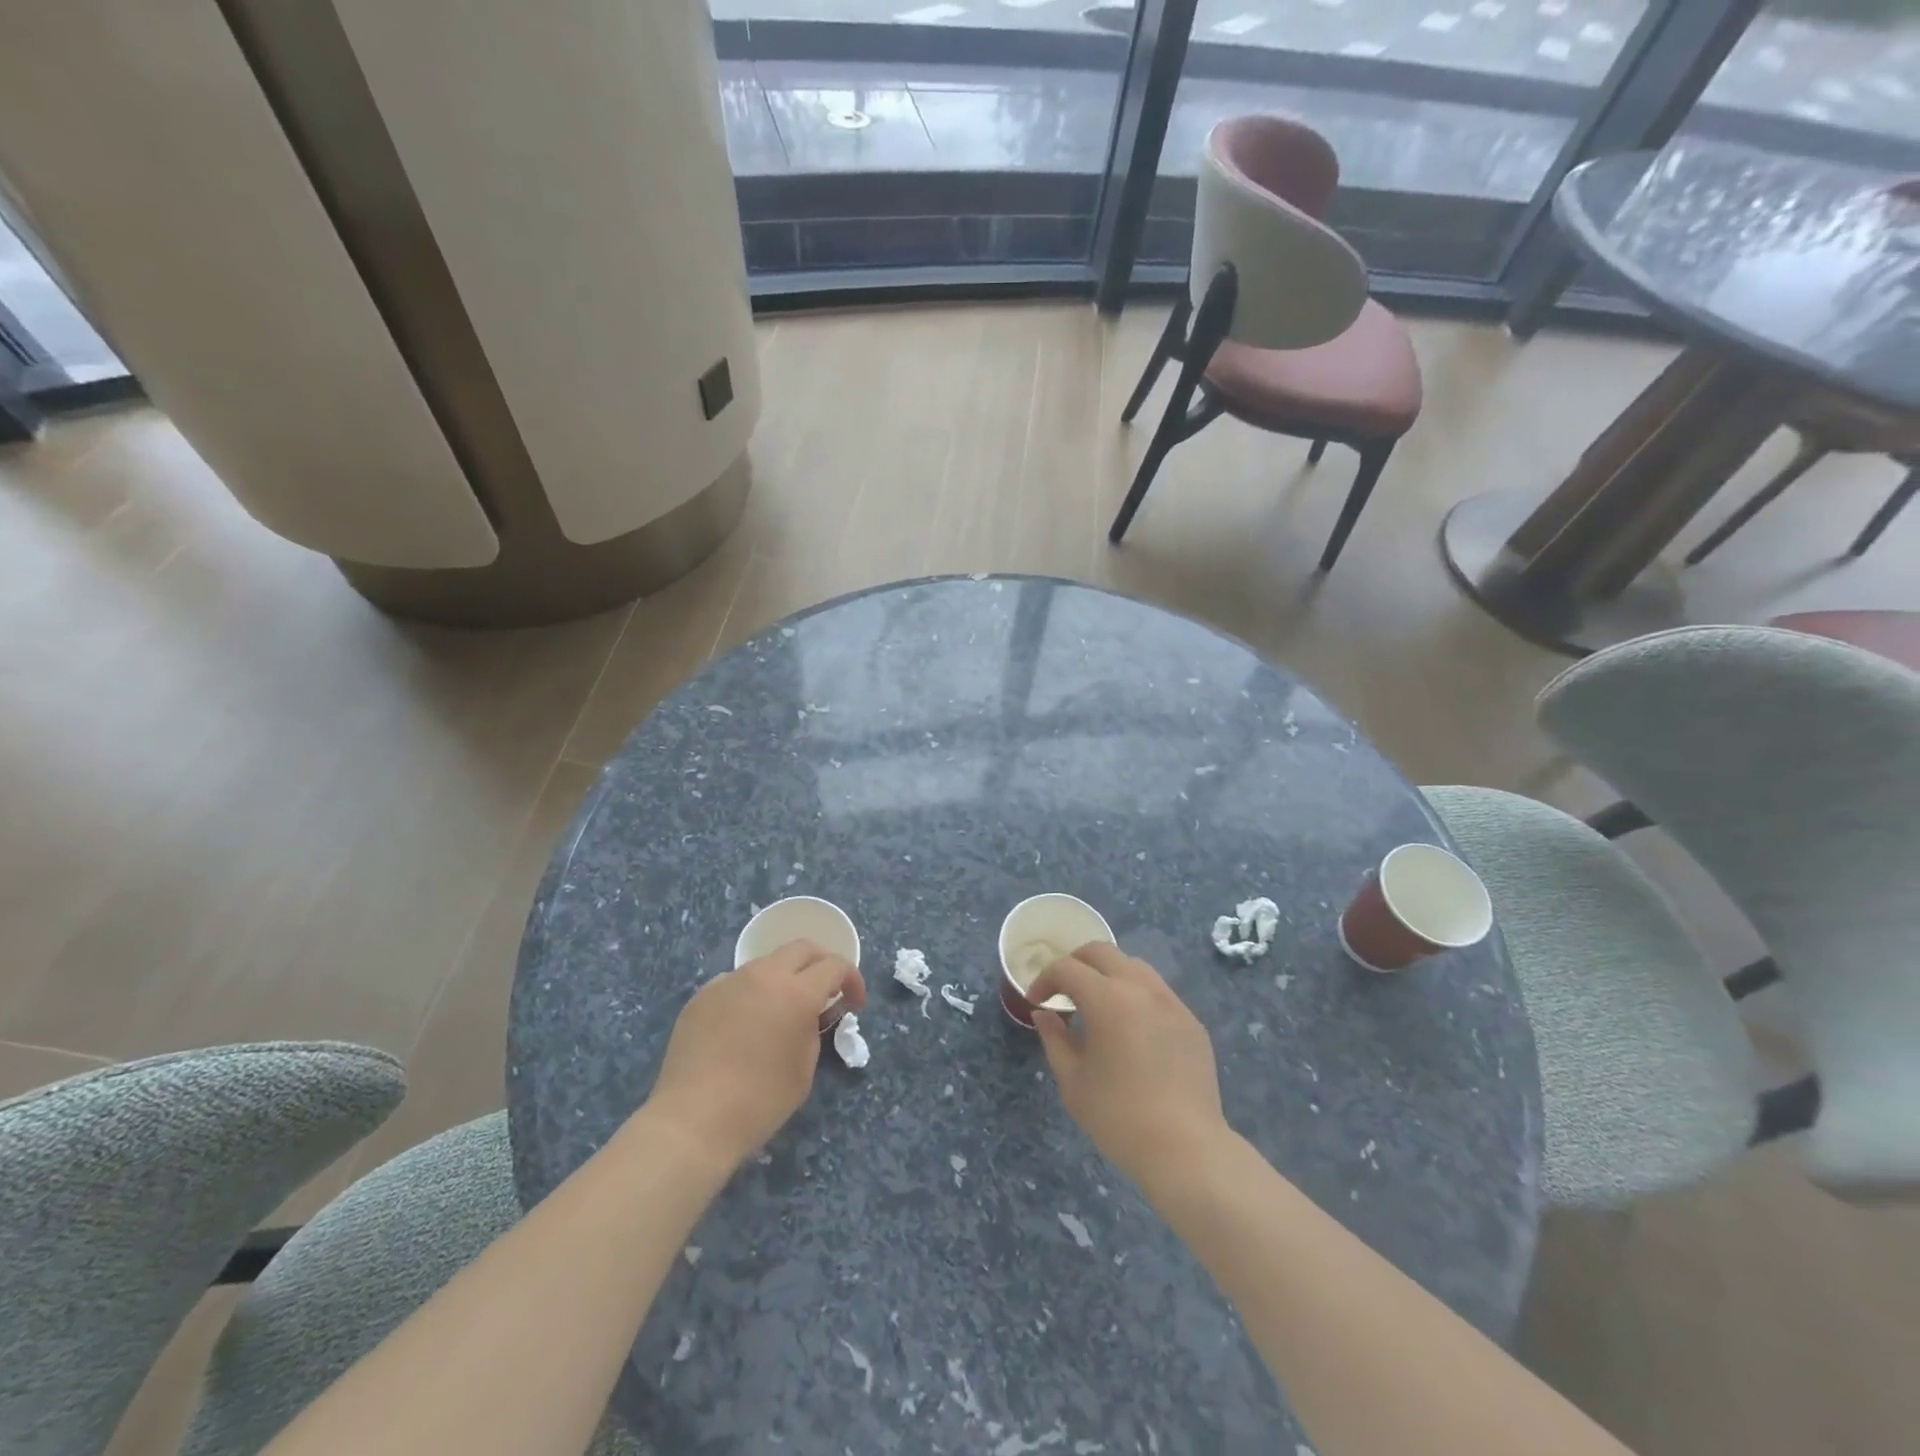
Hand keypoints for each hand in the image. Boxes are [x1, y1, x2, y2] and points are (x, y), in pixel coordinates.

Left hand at [646, 939, 864, 1166]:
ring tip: (783, 1009)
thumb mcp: (805, 1069)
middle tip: (827, 990)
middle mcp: (763, 975)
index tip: (854, 1002)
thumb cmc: (759, 1102)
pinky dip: (752, 993)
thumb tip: (807, 1015)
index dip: (852, 980)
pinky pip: (736, 982)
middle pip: (802, 948)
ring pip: (767, 963)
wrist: (692, 1121)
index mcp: (796, 993)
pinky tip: (745, 1025)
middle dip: (822, 963)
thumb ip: (812, 1029)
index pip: (835, 965)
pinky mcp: (702, 996)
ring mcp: (728, 981)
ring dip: (785, 977)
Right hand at [1030, 944, 1226, 1190]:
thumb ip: (1054, 1039)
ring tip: (1097, 1003)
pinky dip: (1135, 994)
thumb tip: (1044, 1014)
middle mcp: (1140, 988)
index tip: (1037, 1001)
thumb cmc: (1118, 1117)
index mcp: (1107, 999)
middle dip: (1075, 963)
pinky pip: (1157, 991)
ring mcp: (1171, 1001)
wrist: (1185, 1148)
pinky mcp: (1190, 1021)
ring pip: (1133, 965)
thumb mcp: (1072, 1081)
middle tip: (1062, 989)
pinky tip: (1130, 1026)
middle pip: (1102, 952)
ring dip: (1108, 973)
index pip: (1067, 968)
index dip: (1045, 979)